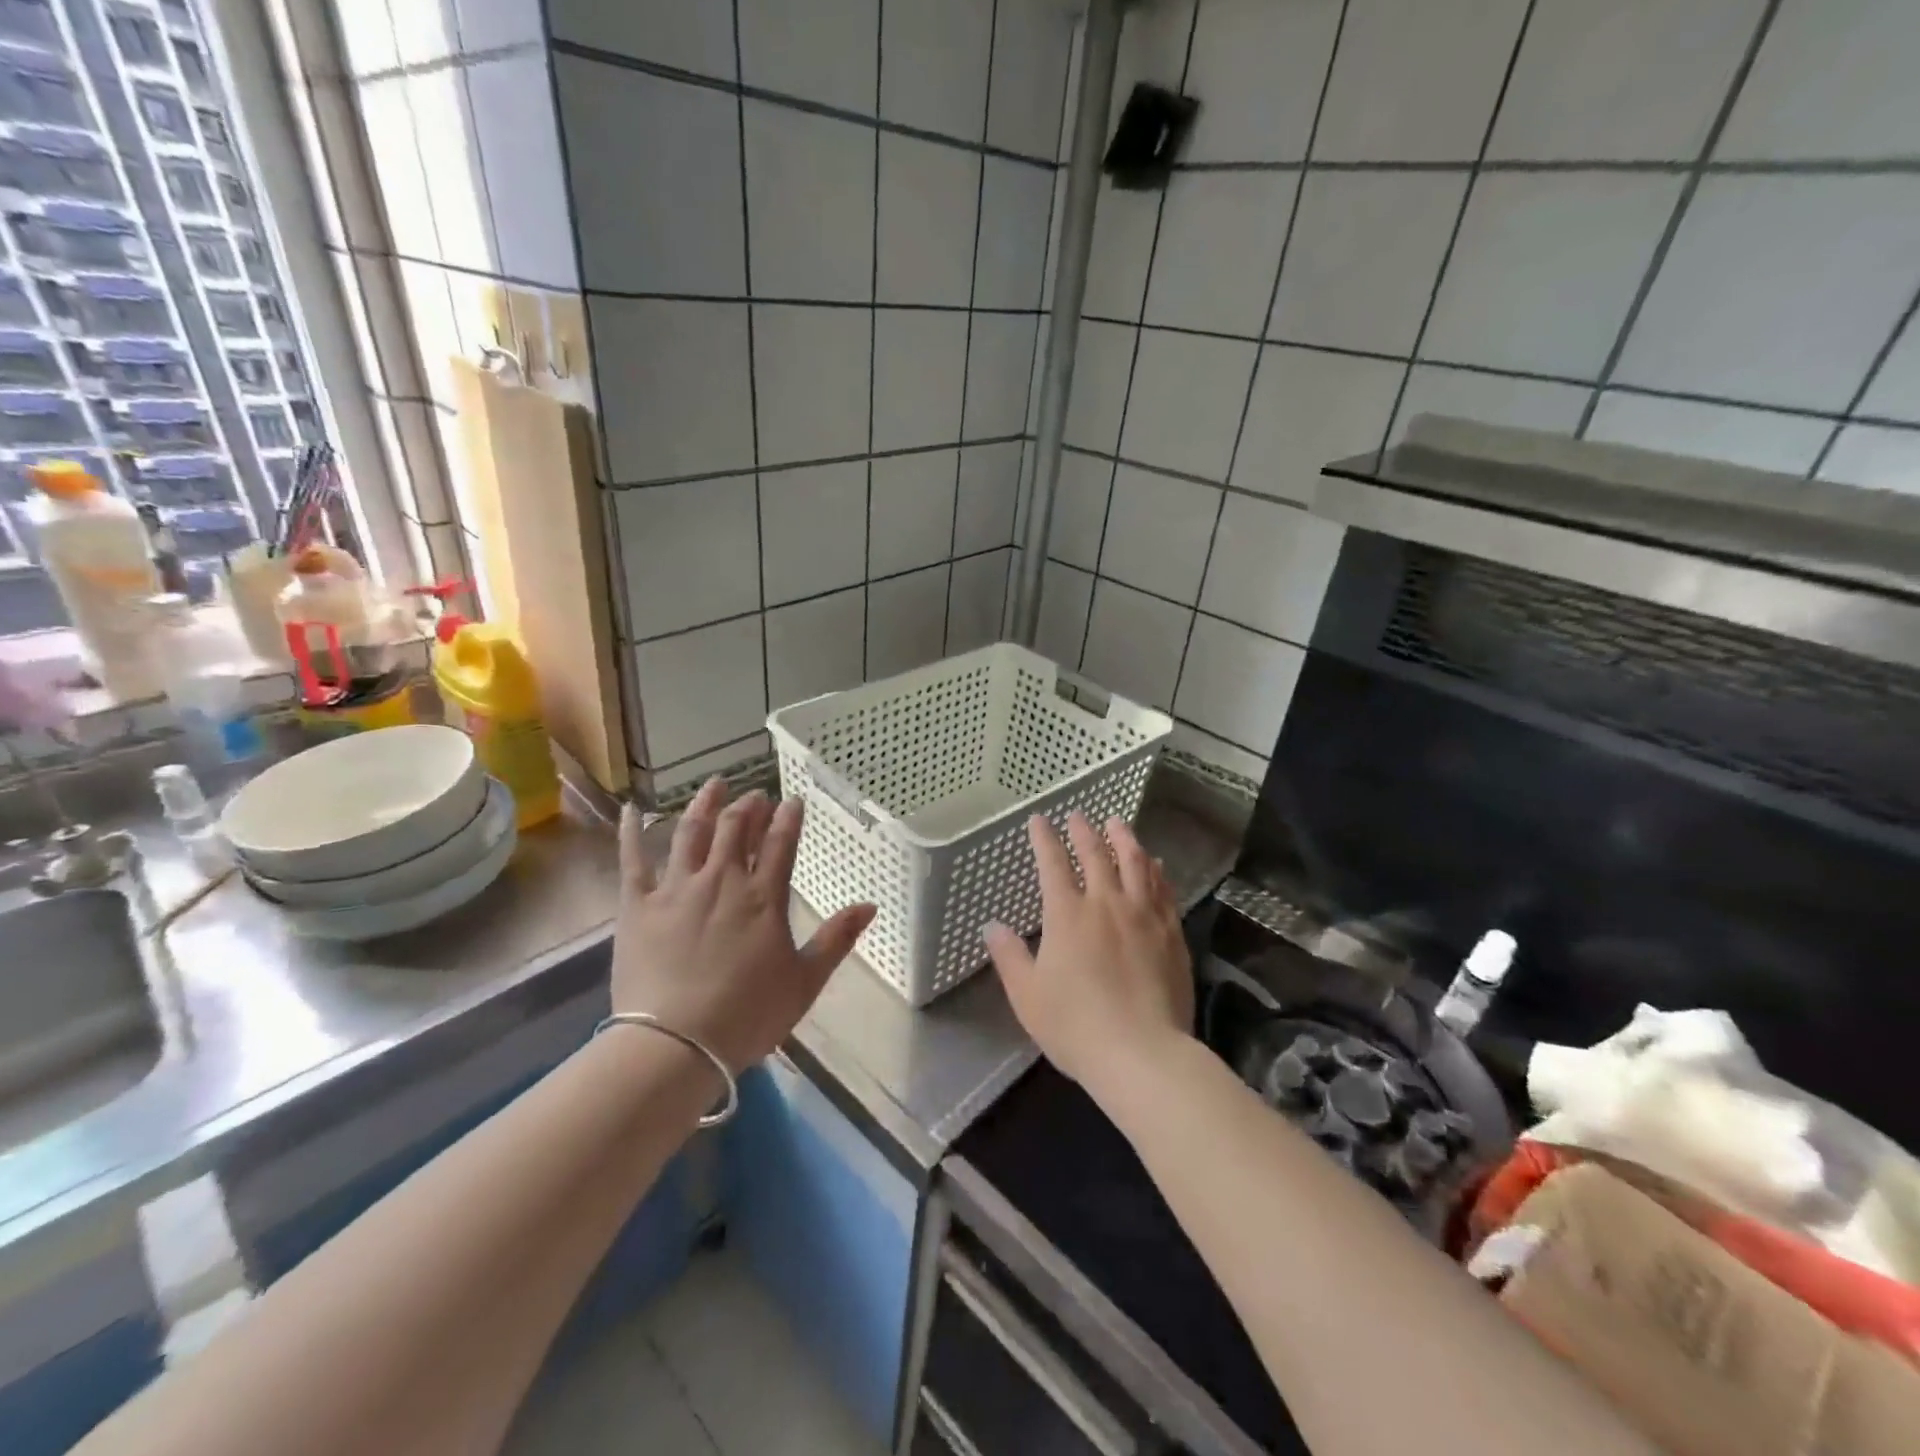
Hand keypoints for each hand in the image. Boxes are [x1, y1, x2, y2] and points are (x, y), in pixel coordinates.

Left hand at [613, 779, 875, 1072]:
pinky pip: (633, 860)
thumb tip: (870, 905)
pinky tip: (632, 810)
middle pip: (736, 829)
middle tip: (756, 794)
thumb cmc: (746, 1015)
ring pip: (691, 832)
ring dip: (705, 804)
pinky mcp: (637, 905)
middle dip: (750, 806)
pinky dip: (632, 832)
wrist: (674, 1045)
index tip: (793, 800)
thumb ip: (836, 939)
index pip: (780, 843)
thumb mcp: (804, 981)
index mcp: (763, 897)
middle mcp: (721, 881)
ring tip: (715, 784)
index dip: (788, 818)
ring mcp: (676, 889)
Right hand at [984, 812, 1192, 1101]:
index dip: (1044, 839)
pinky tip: (1155, 864)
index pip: (1053, 864)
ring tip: (1118, 824)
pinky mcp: (1171, 933)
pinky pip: (1163, 889)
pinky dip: (1155, 870)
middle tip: (1079, 815)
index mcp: (1067, 914)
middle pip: (1096, 855)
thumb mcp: (1027, 995)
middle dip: (1084, 831)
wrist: (1142, 1054)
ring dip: (1124, 839)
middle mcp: (1106, 903)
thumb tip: (992, 926)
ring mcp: (1143, 915)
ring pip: (1135, 863)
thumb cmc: (1075, 1026)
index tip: (1039, 820)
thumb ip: (1009, 956)